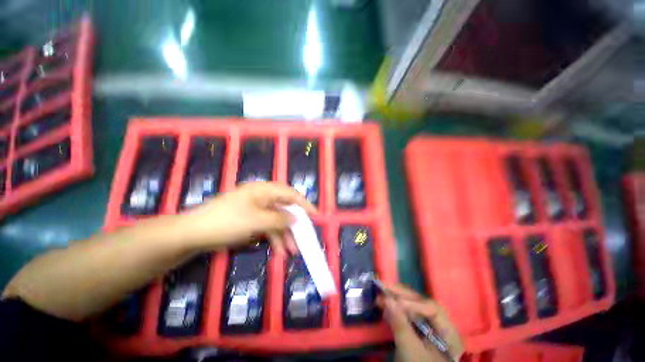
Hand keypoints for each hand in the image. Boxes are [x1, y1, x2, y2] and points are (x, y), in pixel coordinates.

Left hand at [178, 182, 315, 253]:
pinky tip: (277, 251)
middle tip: (303, 239)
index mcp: (264, 190)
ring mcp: (256, 209)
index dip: (304, 204)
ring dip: (284, 236)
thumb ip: (280, 219)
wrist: (193, 234)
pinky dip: (273, 239)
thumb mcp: (257, 220)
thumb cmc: (226, 221)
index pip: (290, 194)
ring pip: (277, 221)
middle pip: (285, 209)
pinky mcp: (250, 220)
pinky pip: (267, 228)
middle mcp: (262, 197)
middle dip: (294, 226)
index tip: (315, 216)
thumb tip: (296, 219)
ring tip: (290, 253)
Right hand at [378, 284, 463, 361]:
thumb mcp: (411, 350)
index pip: (432, 309)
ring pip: (413, 306)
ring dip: (396, 299)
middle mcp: (441, 325)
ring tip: (381, 293)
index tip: (394, 302)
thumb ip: (400, 325)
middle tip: (383, 286)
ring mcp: (430, 327)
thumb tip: (387, 299)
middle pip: (422, 304)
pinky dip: (396, 308)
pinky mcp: (419, 330)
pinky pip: (408, 314)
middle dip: (401, 295)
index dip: (413, 304)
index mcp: (449, 332)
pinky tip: (386, 304)